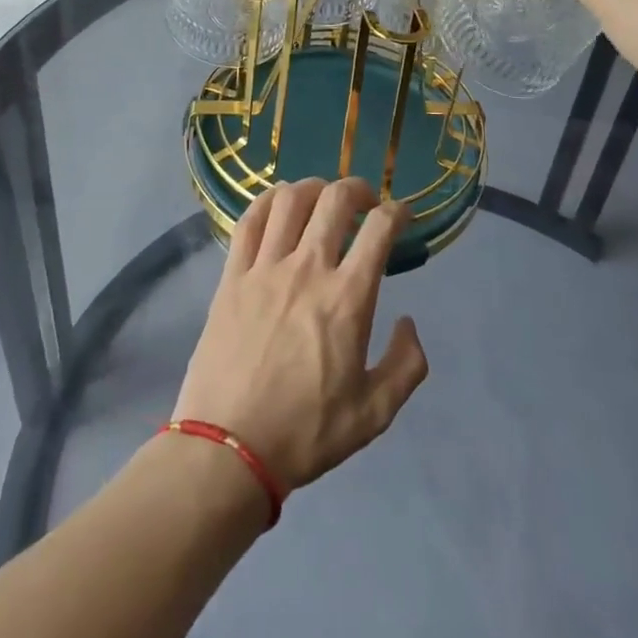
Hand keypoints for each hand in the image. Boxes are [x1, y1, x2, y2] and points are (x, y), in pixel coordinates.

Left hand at [172, 178, 429, 493]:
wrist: (228, 449)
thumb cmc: (306, 432)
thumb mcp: (375, 413)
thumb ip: (406, 365)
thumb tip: (408, 324)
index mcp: (348, 298)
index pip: (380, 229)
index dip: (398, 212)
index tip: (402, 216)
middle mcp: (308, 269)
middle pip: (336, 200)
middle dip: (358, 189)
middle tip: (366, 202)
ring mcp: (265, 268)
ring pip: (291, 199)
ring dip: (314, 188)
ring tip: (323, 199)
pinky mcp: (232, 276)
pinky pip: (250, 221)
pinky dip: (268, 201)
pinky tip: (279, 205)